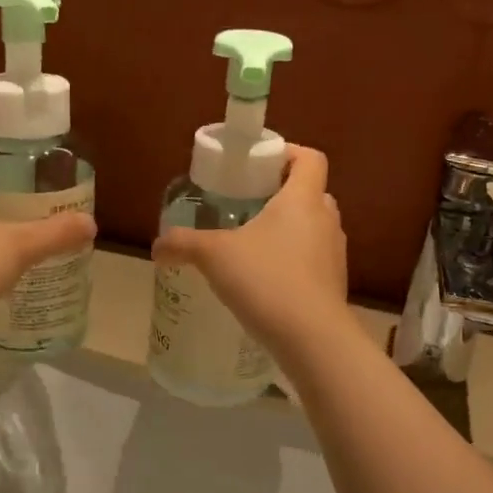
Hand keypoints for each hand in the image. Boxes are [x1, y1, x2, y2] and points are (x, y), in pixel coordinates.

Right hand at [152, 145, 348, 356]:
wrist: (312, 338)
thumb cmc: (266, 279)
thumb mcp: (214, 255)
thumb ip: (183, 244)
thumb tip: (157, 246)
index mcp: (303, 199)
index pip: (309, 158)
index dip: (287, 153)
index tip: (257, 165)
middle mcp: (326, 220)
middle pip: (310, 192)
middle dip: (280, 195)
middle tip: (247, 206)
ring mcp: (334, 254)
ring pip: (312, 228)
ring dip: (287, 230)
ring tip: (251, 245)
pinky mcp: (334, 284)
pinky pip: (312, 260)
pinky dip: (292, 262)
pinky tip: (264, 281)